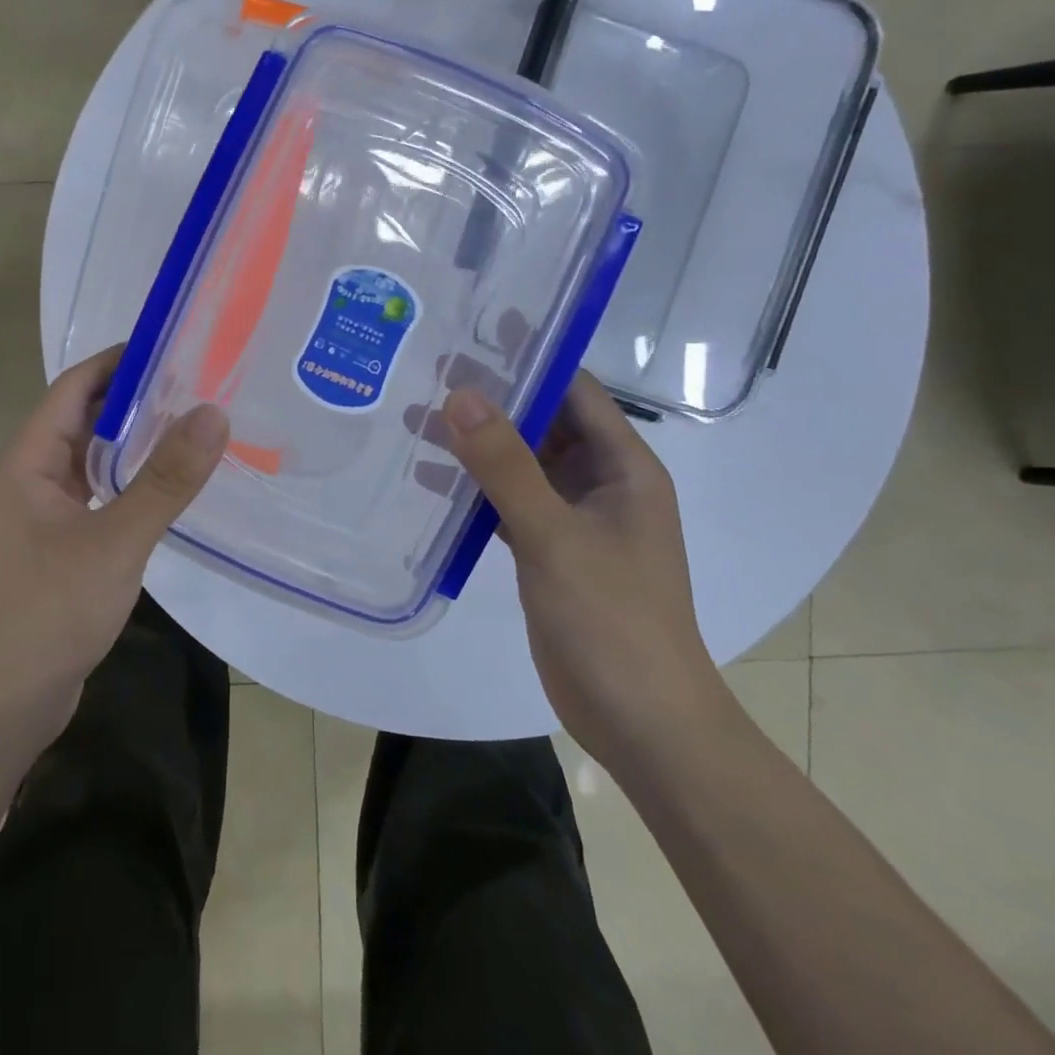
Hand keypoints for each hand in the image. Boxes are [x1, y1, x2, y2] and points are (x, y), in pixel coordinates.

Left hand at [0, 346, 229, 748]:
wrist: (3, 705)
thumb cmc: (48, 614)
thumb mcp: (115, 543)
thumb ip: (165, 480)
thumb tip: (213, 414)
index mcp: (25, 461)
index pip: (74, 388)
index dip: (120, 362)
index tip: (175, 348)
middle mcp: (27, 477)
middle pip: (83, 419)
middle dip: (135, 399)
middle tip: (197, 384)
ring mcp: (39, 512)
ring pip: (90, 459)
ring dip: (133, 441)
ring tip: (191, 424)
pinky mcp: (56, 543)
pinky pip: (95, 493)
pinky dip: (127, 480)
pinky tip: (165, 484)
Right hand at [440, 371, 728, 771]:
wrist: (641, 721)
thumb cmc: (612, 618)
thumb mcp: (554, 535)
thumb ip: (505, 465)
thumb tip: (459, 394)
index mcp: (622, 467)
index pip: (575, 391)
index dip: (531, 358)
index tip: (474, 333)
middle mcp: (601, 484)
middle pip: (543, 423)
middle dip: (492, 399)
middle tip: (427, 371)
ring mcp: (575, 519)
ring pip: (521, 464)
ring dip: (476, 444)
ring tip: (413, 417)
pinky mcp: (550, 551)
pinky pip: (509, 503)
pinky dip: (474, 488)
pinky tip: (428, 481)